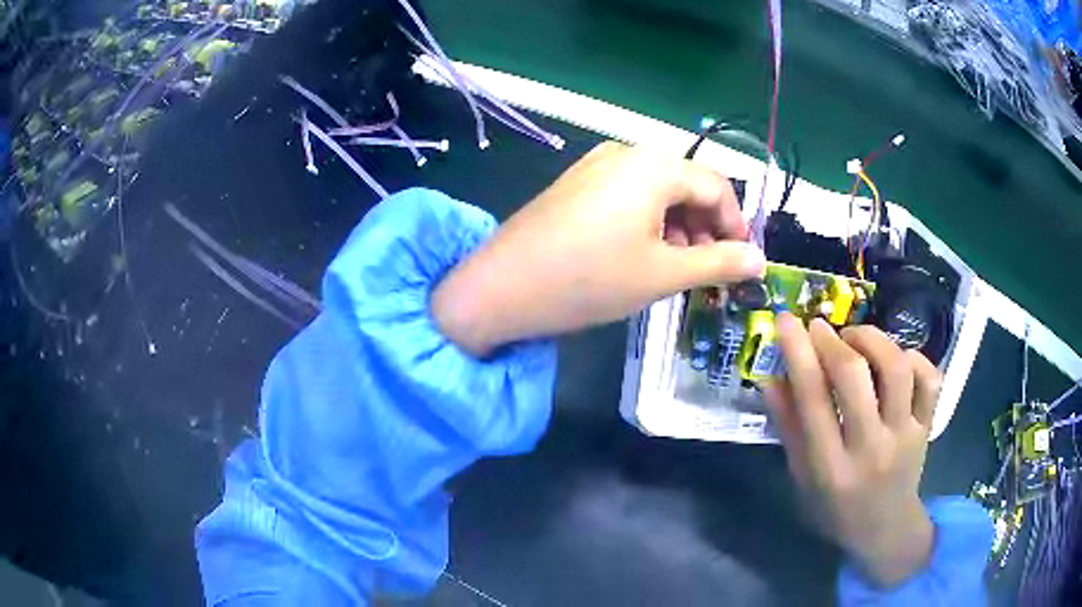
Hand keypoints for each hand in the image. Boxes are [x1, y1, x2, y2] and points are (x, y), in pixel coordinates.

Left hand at [432, 141, 765, 354]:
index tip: (741, 261)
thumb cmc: (590, 278)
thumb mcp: (663, 273)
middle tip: (709, 269)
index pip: (716, 186)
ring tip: (676, 267)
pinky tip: (642, 253)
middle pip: (686, 183)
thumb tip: (759, 259)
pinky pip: (628, 194)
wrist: (502, 286)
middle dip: (706, 226)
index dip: (736, 224)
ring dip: (679, 226)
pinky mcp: (576, 182)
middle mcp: (627, 152)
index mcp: (654, 165)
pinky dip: (648, 221)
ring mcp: (596, 164)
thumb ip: (718, 262)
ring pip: (657, 189)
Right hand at [765, 315, 942, 587]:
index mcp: (830, 469)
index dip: (797, 353)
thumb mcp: (802, 480)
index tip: (786, 319)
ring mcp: (904, 435)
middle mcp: (870, 449)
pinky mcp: (927, 426)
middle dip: (832, 341)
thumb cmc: (835, 510)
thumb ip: (789, 429)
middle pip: (855, 377)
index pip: (812, 400)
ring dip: (872, 339)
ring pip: (896, 369)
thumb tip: (772, 378)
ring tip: (856, 337)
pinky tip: (895, 357)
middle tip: (820, 328)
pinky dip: (913, 356)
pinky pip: (928, 378)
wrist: (886, 529)